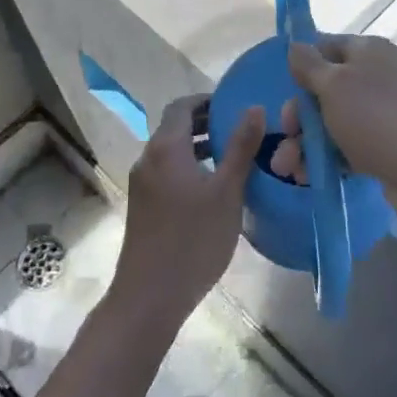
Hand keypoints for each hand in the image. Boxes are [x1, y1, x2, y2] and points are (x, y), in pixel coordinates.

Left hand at [110, 96, 264, 331]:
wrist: (149, 296)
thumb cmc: (193, 239)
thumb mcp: (226, 191)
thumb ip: (241, 146)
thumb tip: (255, 107)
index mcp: (165, 147)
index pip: (182, 106)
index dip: (207, 100)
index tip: (234, 106)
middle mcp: (148, 158)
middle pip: (175, 127)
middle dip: (206, 124)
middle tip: (240, 130)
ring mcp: (142, 184)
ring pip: (171, 152)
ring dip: (198, 147)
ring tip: (233, 158)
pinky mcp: (142, 206)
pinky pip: (167, 173)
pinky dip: (189, 168)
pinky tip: (213, 190)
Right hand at [269, 35, 396, 229]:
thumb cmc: (379, 120)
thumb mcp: (335, 85)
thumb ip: (309, 65)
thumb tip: (295, 45)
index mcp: (368, 51)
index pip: (324, 47)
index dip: (300, 68)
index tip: (283, 91)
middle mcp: (377, 77)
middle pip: (324, 89)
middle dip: (299, 117)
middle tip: (284, 140)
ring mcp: (383, 114)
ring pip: (332, 122)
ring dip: (305, 144)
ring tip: (287, 171)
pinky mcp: (386, 147)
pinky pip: (347, 147)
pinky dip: (326, 160)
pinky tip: (308, 178)